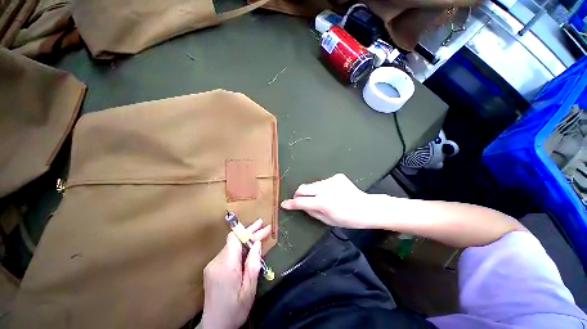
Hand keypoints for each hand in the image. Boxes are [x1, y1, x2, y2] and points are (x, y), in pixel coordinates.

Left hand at [200, 219, 270, 328]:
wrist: (214, 326)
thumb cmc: (235, 310)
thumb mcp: (249, 290)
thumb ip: (252, 265)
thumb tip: (257, 244)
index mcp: (226, 267)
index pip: (234, 239)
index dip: (248, 230)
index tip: (261, 225)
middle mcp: (216, 262)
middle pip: (234, 240)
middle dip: (250, 232)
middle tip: (264, 227)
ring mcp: (212, 265)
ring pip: (231, 245)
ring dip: (246, 240)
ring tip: (260, 235)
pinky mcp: (212, 268)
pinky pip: (228, 252)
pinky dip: (240, 248)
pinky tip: (249, 249)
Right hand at [281, 173, 374, 228]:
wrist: (366, 208)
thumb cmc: (347, 219)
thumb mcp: (327, 220)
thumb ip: (311, 212)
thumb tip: (301, 206)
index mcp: (322, 203)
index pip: (300, 202)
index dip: (290, 203)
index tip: (284, 204)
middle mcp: (324, 189)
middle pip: (303, 188)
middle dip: (298, 194)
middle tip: (300, 199)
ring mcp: (331, 181)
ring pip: (313, 184)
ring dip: (312, 191)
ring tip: (322, 197)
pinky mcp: (336, 176)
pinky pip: (323, 182)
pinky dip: (323, 188)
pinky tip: (333, 192)